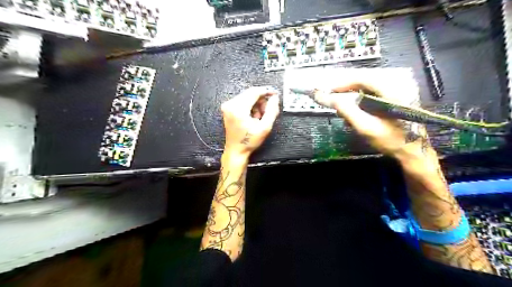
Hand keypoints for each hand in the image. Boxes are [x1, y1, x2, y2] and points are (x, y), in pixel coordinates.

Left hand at [220, 86, 279, 160]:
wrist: (236, 150)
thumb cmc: (249, 141)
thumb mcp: (265, 128)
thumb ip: (271, 111)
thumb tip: (275, 98)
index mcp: (238, 109)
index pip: (254, 92)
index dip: (266, 91)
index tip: (275, 93)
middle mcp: (230, 105)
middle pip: (250, 93)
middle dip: (261, 100)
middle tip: (267, 111)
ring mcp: (228, 106)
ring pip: (247, 97)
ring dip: (256, 104)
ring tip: (259, 117)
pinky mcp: (228, 109)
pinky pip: (242, 101)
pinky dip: (250, 106)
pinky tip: (253, 117)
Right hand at [312, 69, 428, 158]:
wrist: (414, 153)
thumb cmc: (391, 140)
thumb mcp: (365, 126)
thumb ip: (345, 109)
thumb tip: (324, 97)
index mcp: (392, 89)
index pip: (362, 78)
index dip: (342, 84)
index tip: (328, 92)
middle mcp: (397, 85)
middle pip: (364, 82)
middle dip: (347, 92)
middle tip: (334, 102)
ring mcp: (399, 92)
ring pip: (368, 89)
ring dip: (354, 99)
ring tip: (345, 113)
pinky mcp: (397, 100)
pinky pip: (374, 96)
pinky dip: (362, 104)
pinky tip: (357, 116)